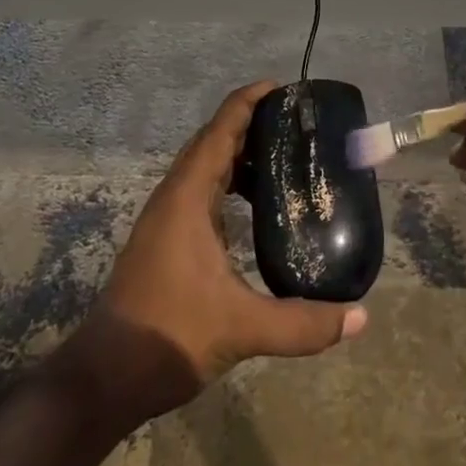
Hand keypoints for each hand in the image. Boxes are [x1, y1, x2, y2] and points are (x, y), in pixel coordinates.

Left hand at [52, 81, 367, 430]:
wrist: (105, 377)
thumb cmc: (169, 335)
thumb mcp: (242, 328)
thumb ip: (303, 323)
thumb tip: (360, 318)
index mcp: (188, 196)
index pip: (221, 129)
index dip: (250, 101)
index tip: (284, 88)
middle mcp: (174, 196)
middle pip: (213, 140)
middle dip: (251, 123)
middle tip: (296, 125)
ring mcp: (165, 217)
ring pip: (204, 166)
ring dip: (239, 154)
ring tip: (283, 160)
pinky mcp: (164, 238)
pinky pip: (200, 190)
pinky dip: (228, 182)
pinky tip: (254, 207)